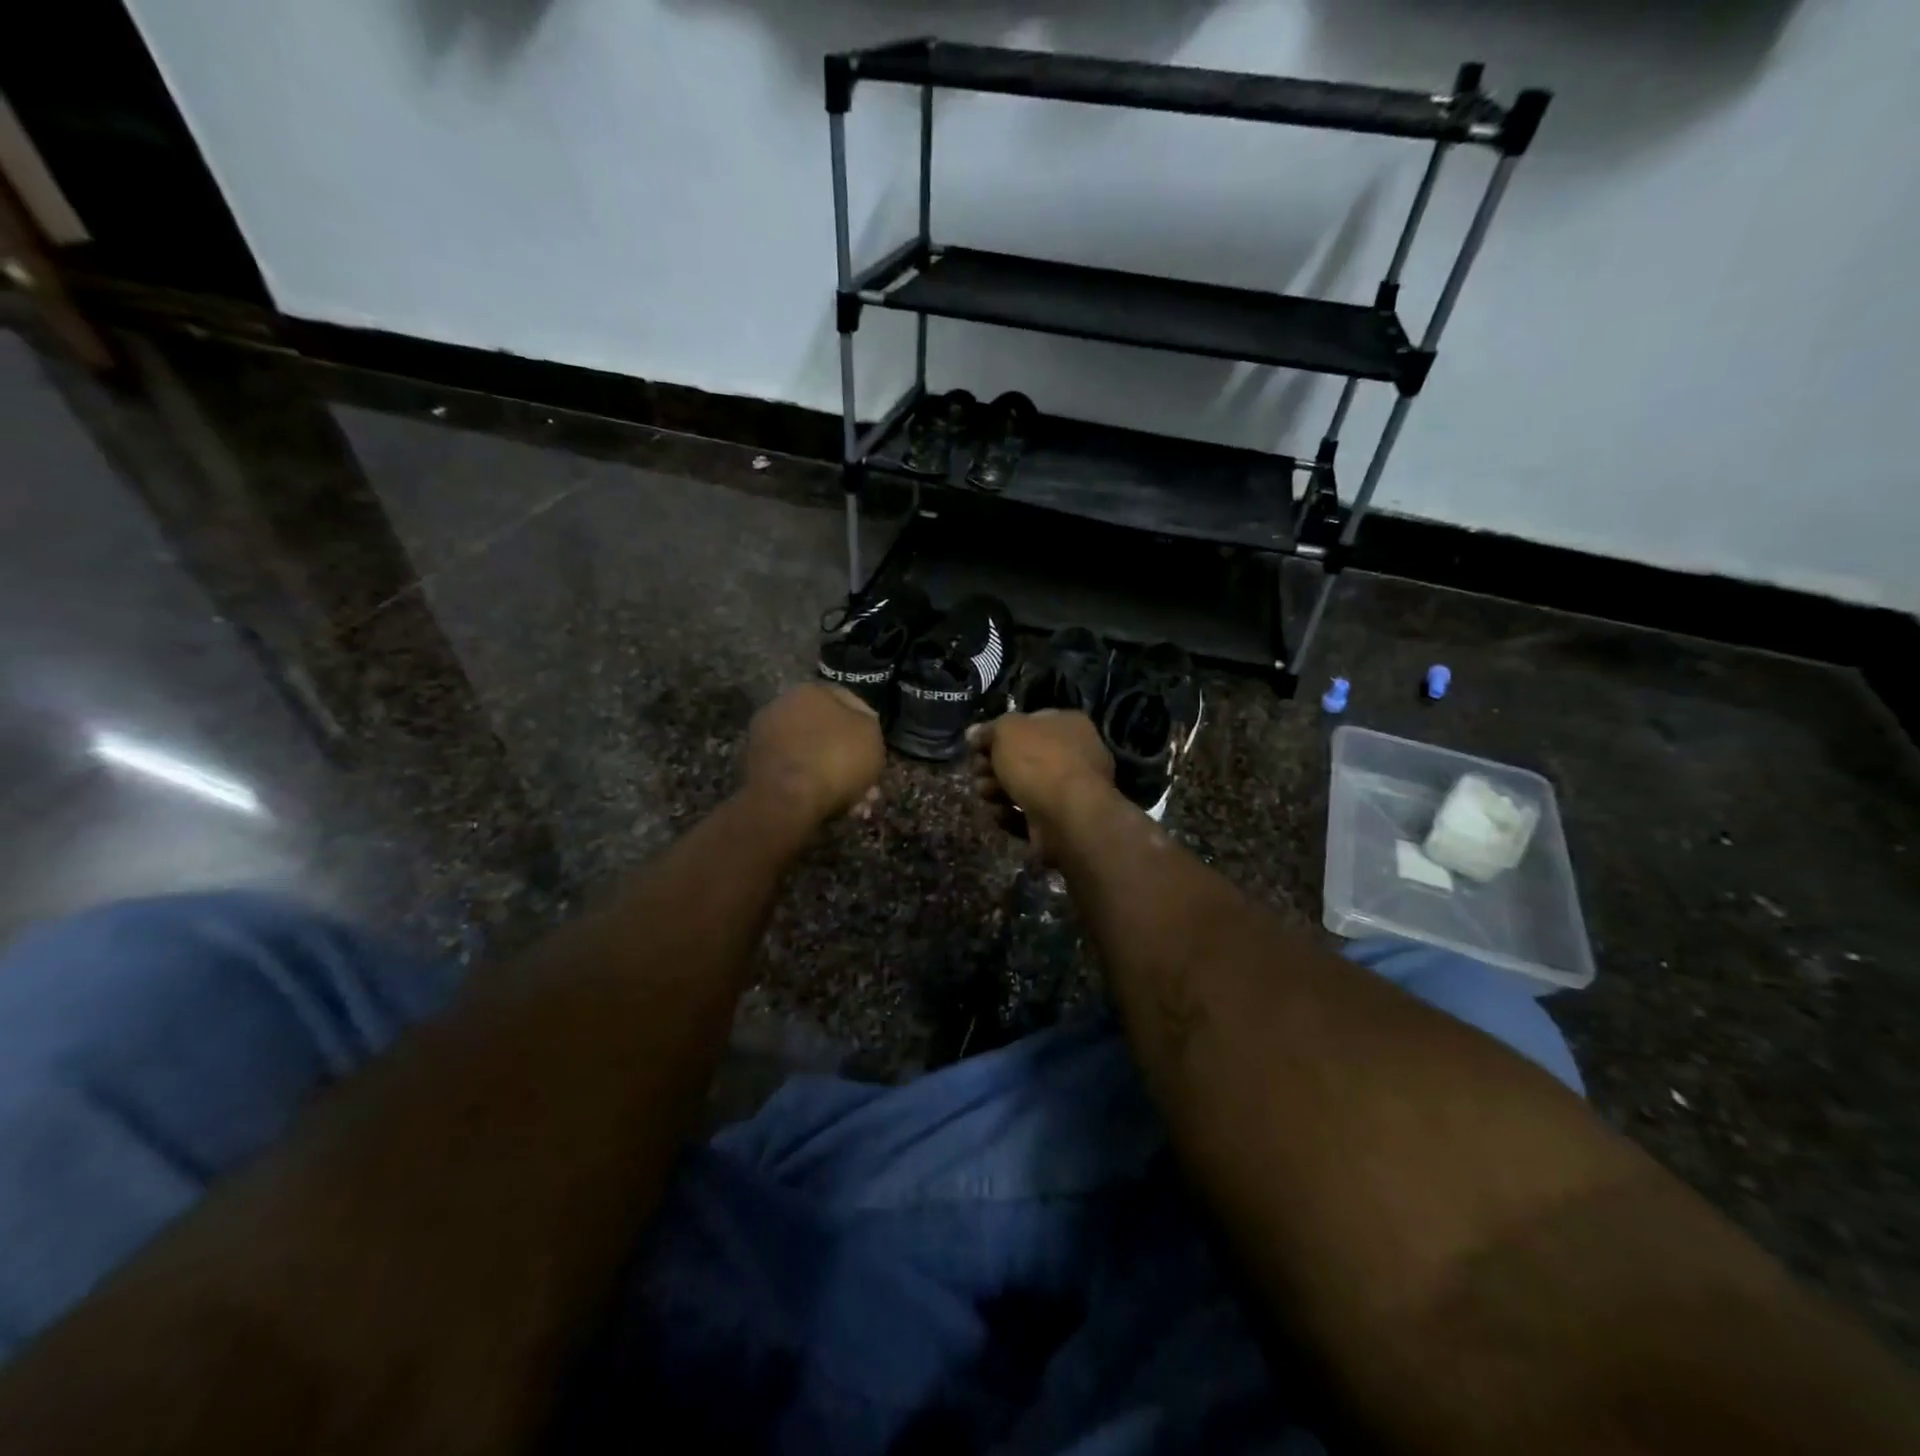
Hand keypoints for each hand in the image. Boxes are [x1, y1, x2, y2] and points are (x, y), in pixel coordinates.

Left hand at [745, 684, 885, 827]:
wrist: (788, 799)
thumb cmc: (836, 757)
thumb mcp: (871, 734)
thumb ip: (869, 723)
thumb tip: (860, 724)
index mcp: (809, 691)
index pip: (848, 700)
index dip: (868, 724)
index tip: (877, 747)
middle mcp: (783, 708)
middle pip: (828, 732)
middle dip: (851, 758)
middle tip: (868, 782)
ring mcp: (766, 740)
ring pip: (814, 757)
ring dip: (836, 778)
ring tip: (857, 803)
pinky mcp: (758, 770)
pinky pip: (798, 775)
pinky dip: (816, 788)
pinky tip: (835, 808)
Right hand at [967, 710, 1113, 859]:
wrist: (1067, 816)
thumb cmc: (1039, 762)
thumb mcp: (1007, 730)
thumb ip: (990, 729)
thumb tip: (974, 733)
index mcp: (1068, 725)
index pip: (1028, 723)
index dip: (999, 733)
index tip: (976, 745)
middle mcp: (1074, 754)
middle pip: (1023, 757)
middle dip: (994, 765)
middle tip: (978, 770)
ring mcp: (1070, 790)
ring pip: (1023, 787)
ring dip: (997, 790)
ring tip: (985, 793)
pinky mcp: (1061, 821)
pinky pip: (1029, 814)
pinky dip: (1011, 814)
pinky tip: (1001, 813)